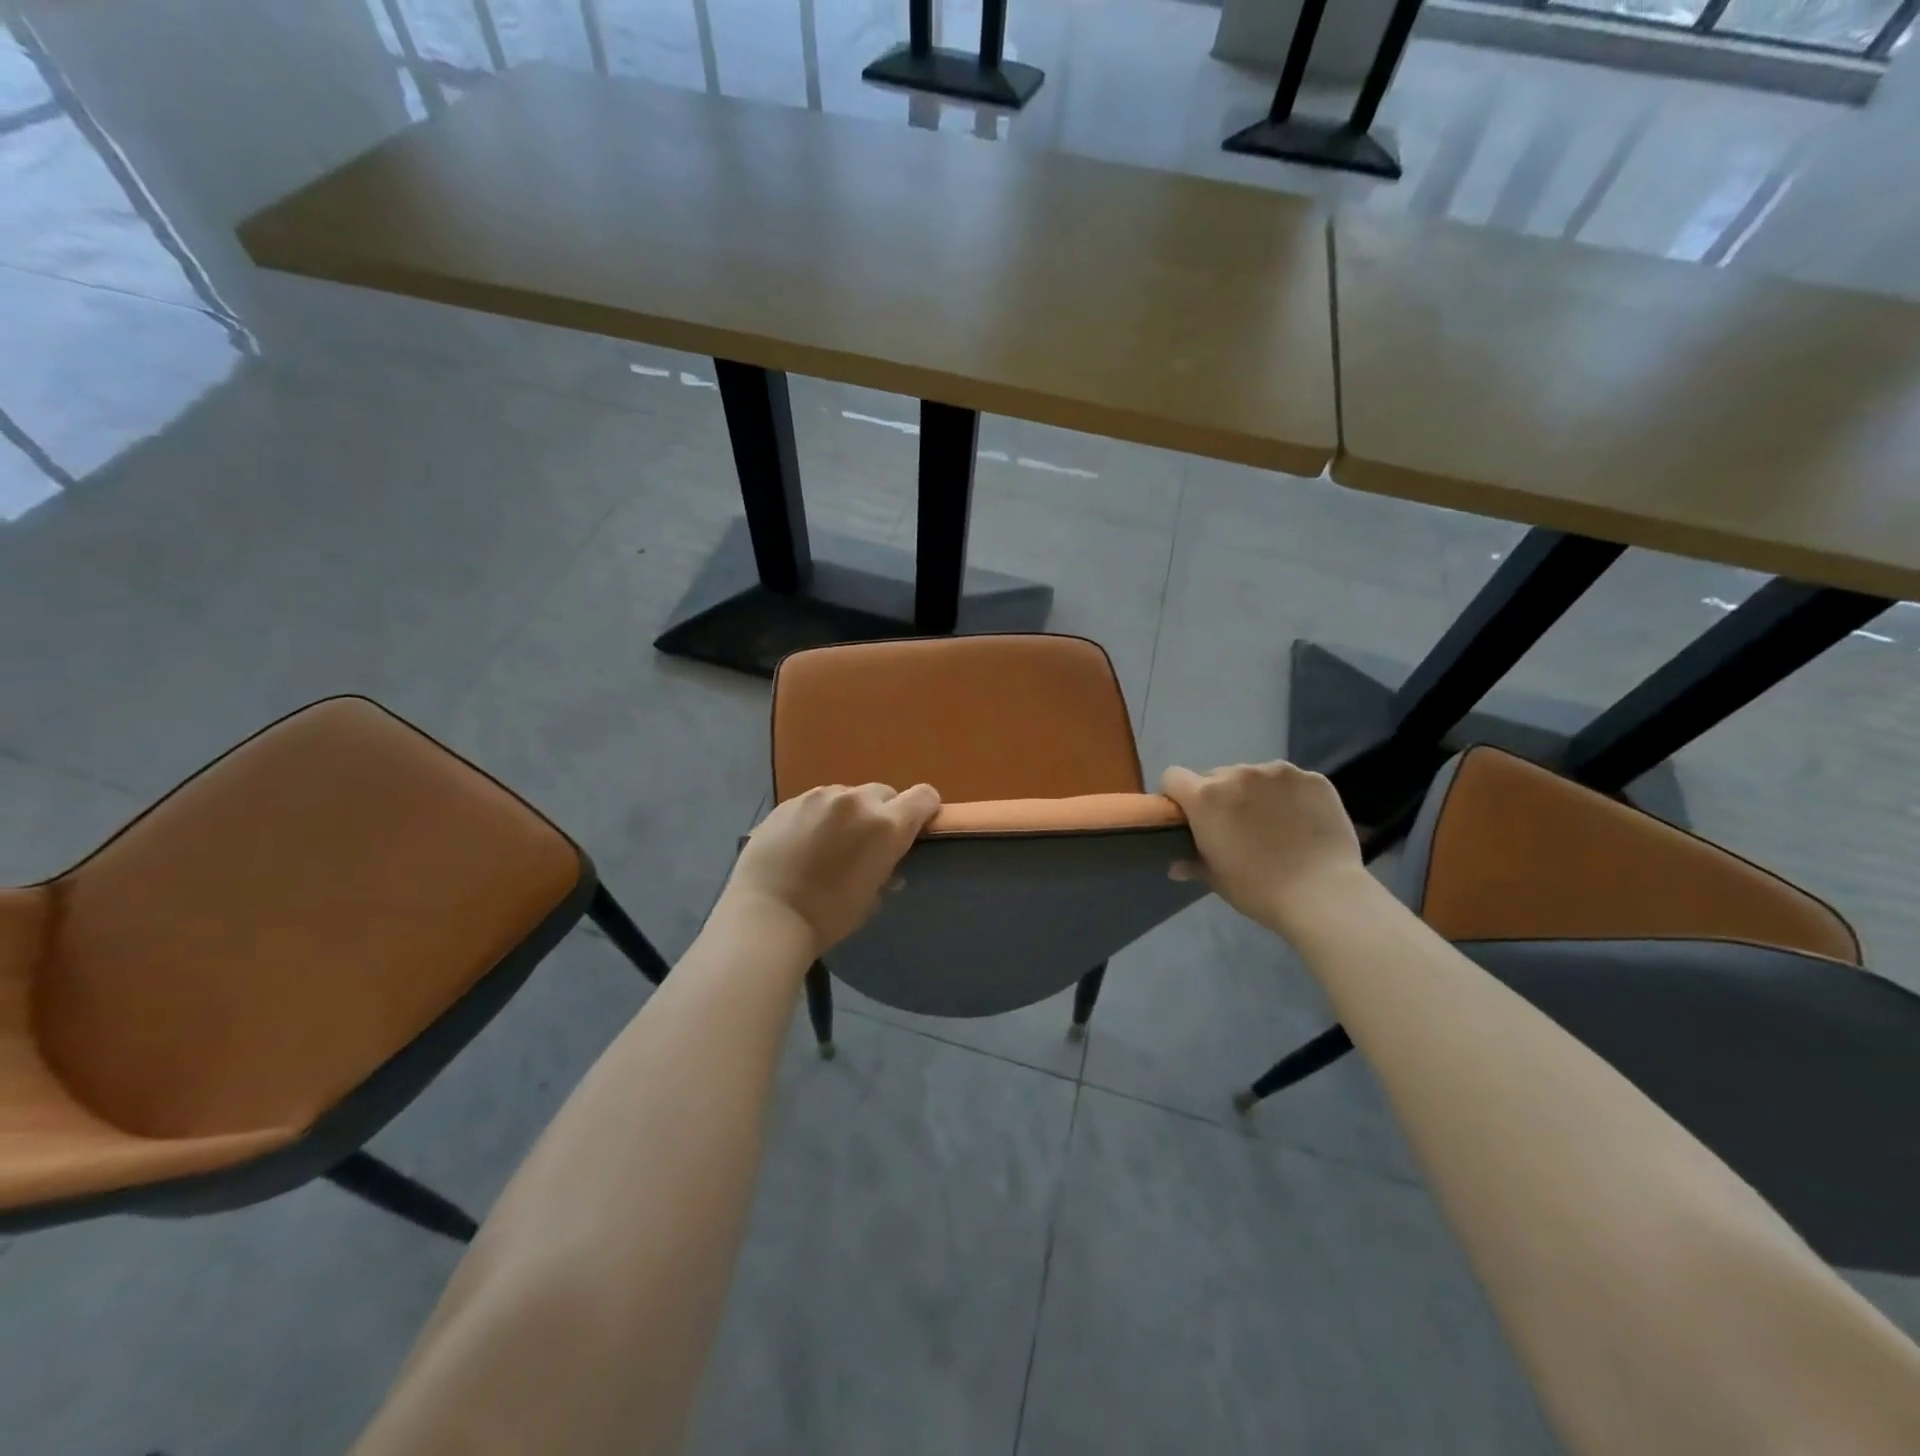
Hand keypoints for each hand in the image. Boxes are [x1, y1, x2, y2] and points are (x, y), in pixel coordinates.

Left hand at [722, 783, 941, 956]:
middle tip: (866, 843)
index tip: (916, 828)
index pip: (923, 797)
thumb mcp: (871, 898)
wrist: (767, 915)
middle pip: (884, 793)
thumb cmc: (828, 916)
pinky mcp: (789, 802)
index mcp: (886, 825)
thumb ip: (886, 871)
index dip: (924, 810)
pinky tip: (802, 843)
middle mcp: (856, 801)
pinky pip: (816, 802)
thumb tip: (887, 866)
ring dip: (848, 813)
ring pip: (847, 795)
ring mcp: (819, 797)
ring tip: (829, 842)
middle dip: (882, 813)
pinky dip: (818, 817)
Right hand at [1160, 760, 1363, 936]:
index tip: (1188, 817)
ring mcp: (1278, 773)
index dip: (1177, 795)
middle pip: (1216, 776)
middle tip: (1236, 827)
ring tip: (1274, 824)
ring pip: (1254, 776)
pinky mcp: (1313, 778)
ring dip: (1255, 793)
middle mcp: (1238, 774)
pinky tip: (1302, 822)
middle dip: (1221, 797)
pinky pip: (1290, 781)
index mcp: (1206, 797)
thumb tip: (1176, 865)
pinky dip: (1290, 796)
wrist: (1322, 894)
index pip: (1173, 777)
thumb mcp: (1216, 879)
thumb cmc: (1258, 889)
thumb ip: (1192, 863)